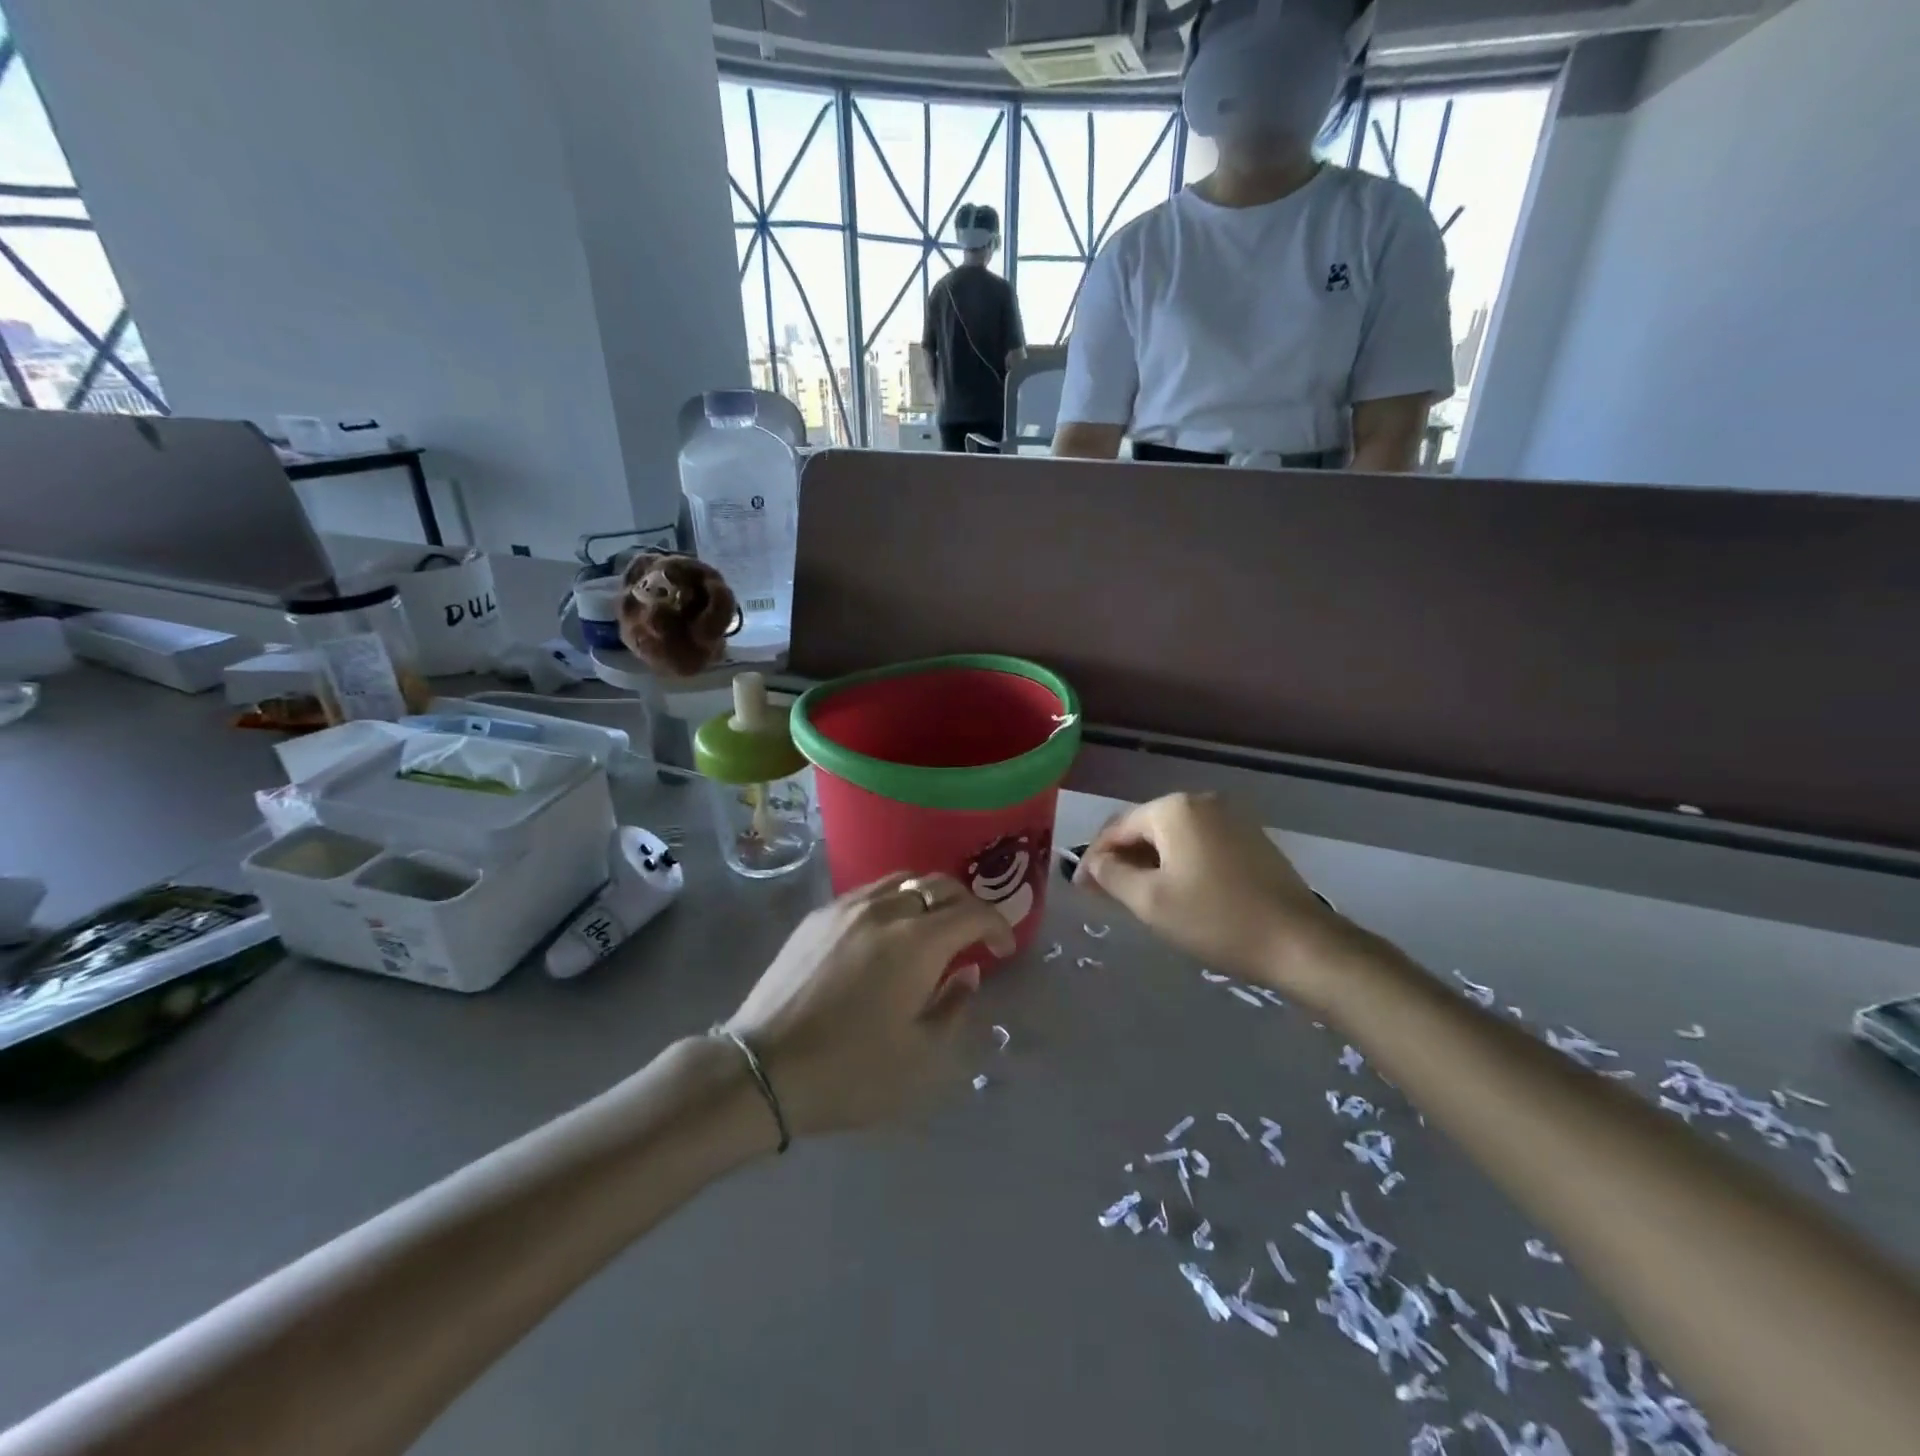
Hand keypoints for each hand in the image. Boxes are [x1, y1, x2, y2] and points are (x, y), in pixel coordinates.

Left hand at [723, 873, 1015, 1137]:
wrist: (763, 1068)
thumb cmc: (850, 1071)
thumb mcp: (920, 1057)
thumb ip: (954, 1007)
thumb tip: (966, 974)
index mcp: (917, 942)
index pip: (972, 912)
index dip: (996, 925)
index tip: (1003, 949)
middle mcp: (885, 910)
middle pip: (939, 885)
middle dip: (967, 904)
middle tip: (974, 934)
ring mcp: (847, 908)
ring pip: (902, 880)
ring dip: (929, 896)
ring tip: (933, 926)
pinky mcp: (818, 915)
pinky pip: (869, 892)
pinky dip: (894, 900)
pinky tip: (888, 931)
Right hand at [1074, 792, 1354, 997]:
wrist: (1298, 942)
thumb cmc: (1215, 918)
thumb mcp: (1150, 901)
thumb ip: (1111, 875)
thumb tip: (1093, 862)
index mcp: (1174, 809)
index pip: (1117, 828)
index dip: (1093, 858)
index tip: (1080, 889)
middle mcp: (1201, 801)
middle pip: (1145, 828)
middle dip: (1121, 858)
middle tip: (1104, 894)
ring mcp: (1231, 817)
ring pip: (1173, 837)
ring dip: (1149, 862)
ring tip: (1136, 895)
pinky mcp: (1250, 838)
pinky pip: (1199, 844)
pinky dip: (1179, 863)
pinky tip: (1175, 890)